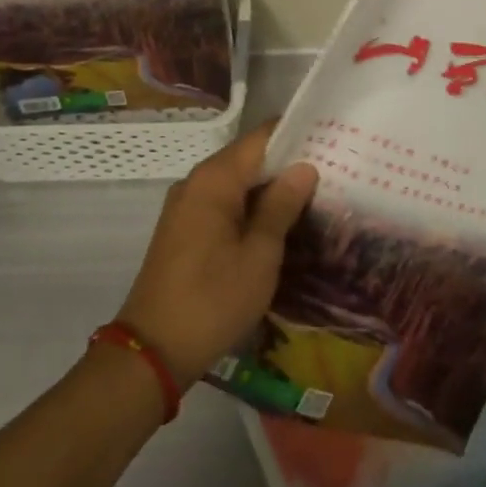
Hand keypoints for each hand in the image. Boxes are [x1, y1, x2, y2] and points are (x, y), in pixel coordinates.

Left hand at [117, 121, 318, 385]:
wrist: (153, 350)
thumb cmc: (213, 300)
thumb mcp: (259, 255)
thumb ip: (281, 206)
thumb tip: (304, 167)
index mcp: (214, 179)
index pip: (261, 138)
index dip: (297, 136)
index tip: (332, 141)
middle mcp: (196, 182)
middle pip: (248, 158)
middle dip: (287, 164)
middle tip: (333, 172)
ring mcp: (186, 206)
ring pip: (236, 183)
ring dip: (270, 189)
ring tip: (314, 196)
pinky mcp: (183, 229)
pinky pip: (223, 204)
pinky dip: (250, 208)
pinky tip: (278, 224)